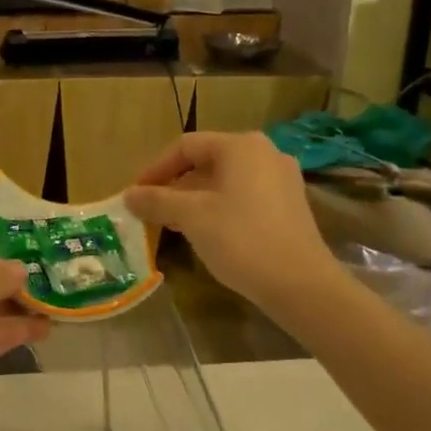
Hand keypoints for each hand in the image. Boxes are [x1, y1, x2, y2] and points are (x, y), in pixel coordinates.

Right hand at [125, 131, 333, 308]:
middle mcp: (265, 153)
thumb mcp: (191, 217)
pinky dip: (220, 208)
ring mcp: (282, 180)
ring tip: (174, 224)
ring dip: (196, 198)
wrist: (301, 285)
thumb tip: (129, 195)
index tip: (136, 194)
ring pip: (226, 181)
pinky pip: (245, 197)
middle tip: (152, 210)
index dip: (155, 168)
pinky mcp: (290, 206)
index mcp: (241, 146)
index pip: (186, 146)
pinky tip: (208, 233)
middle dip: (175, 185)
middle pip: (207, 162)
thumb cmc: (241, 239)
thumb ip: (156, 201)